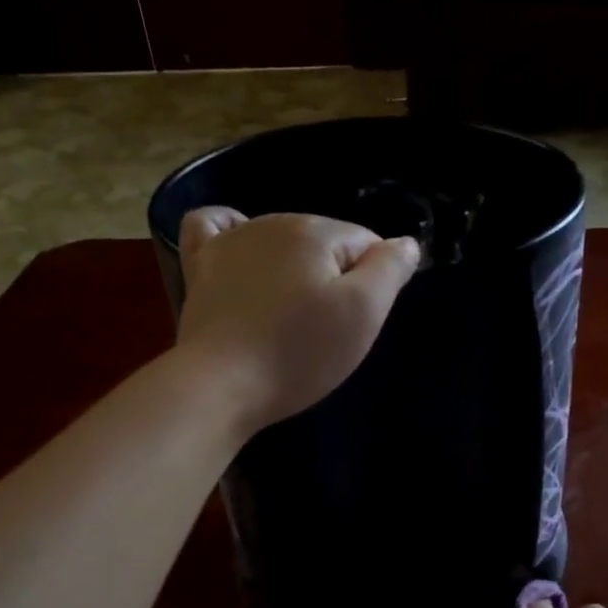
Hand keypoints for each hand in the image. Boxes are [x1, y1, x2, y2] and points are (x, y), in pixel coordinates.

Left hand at [175, 207, 420, 432]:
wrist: (222, 384)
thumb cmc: (299, 352)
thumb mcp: (363, 314)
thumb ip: (389, 270)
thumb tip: (407, 242)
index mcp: (316, 232)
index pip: (366, 242)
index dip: (374, 281)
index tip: (360, 320)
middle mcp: (272, 223)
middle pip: (324, 242)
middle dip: (336, 276)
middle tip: (327, 328)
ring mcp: (230, 242)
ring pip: (280, 238)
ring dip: (295, 267)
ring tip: (291, 313)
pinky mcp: (200, 266)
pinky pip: (214, 226)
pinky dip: (231, 233)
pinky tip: (240, 254)